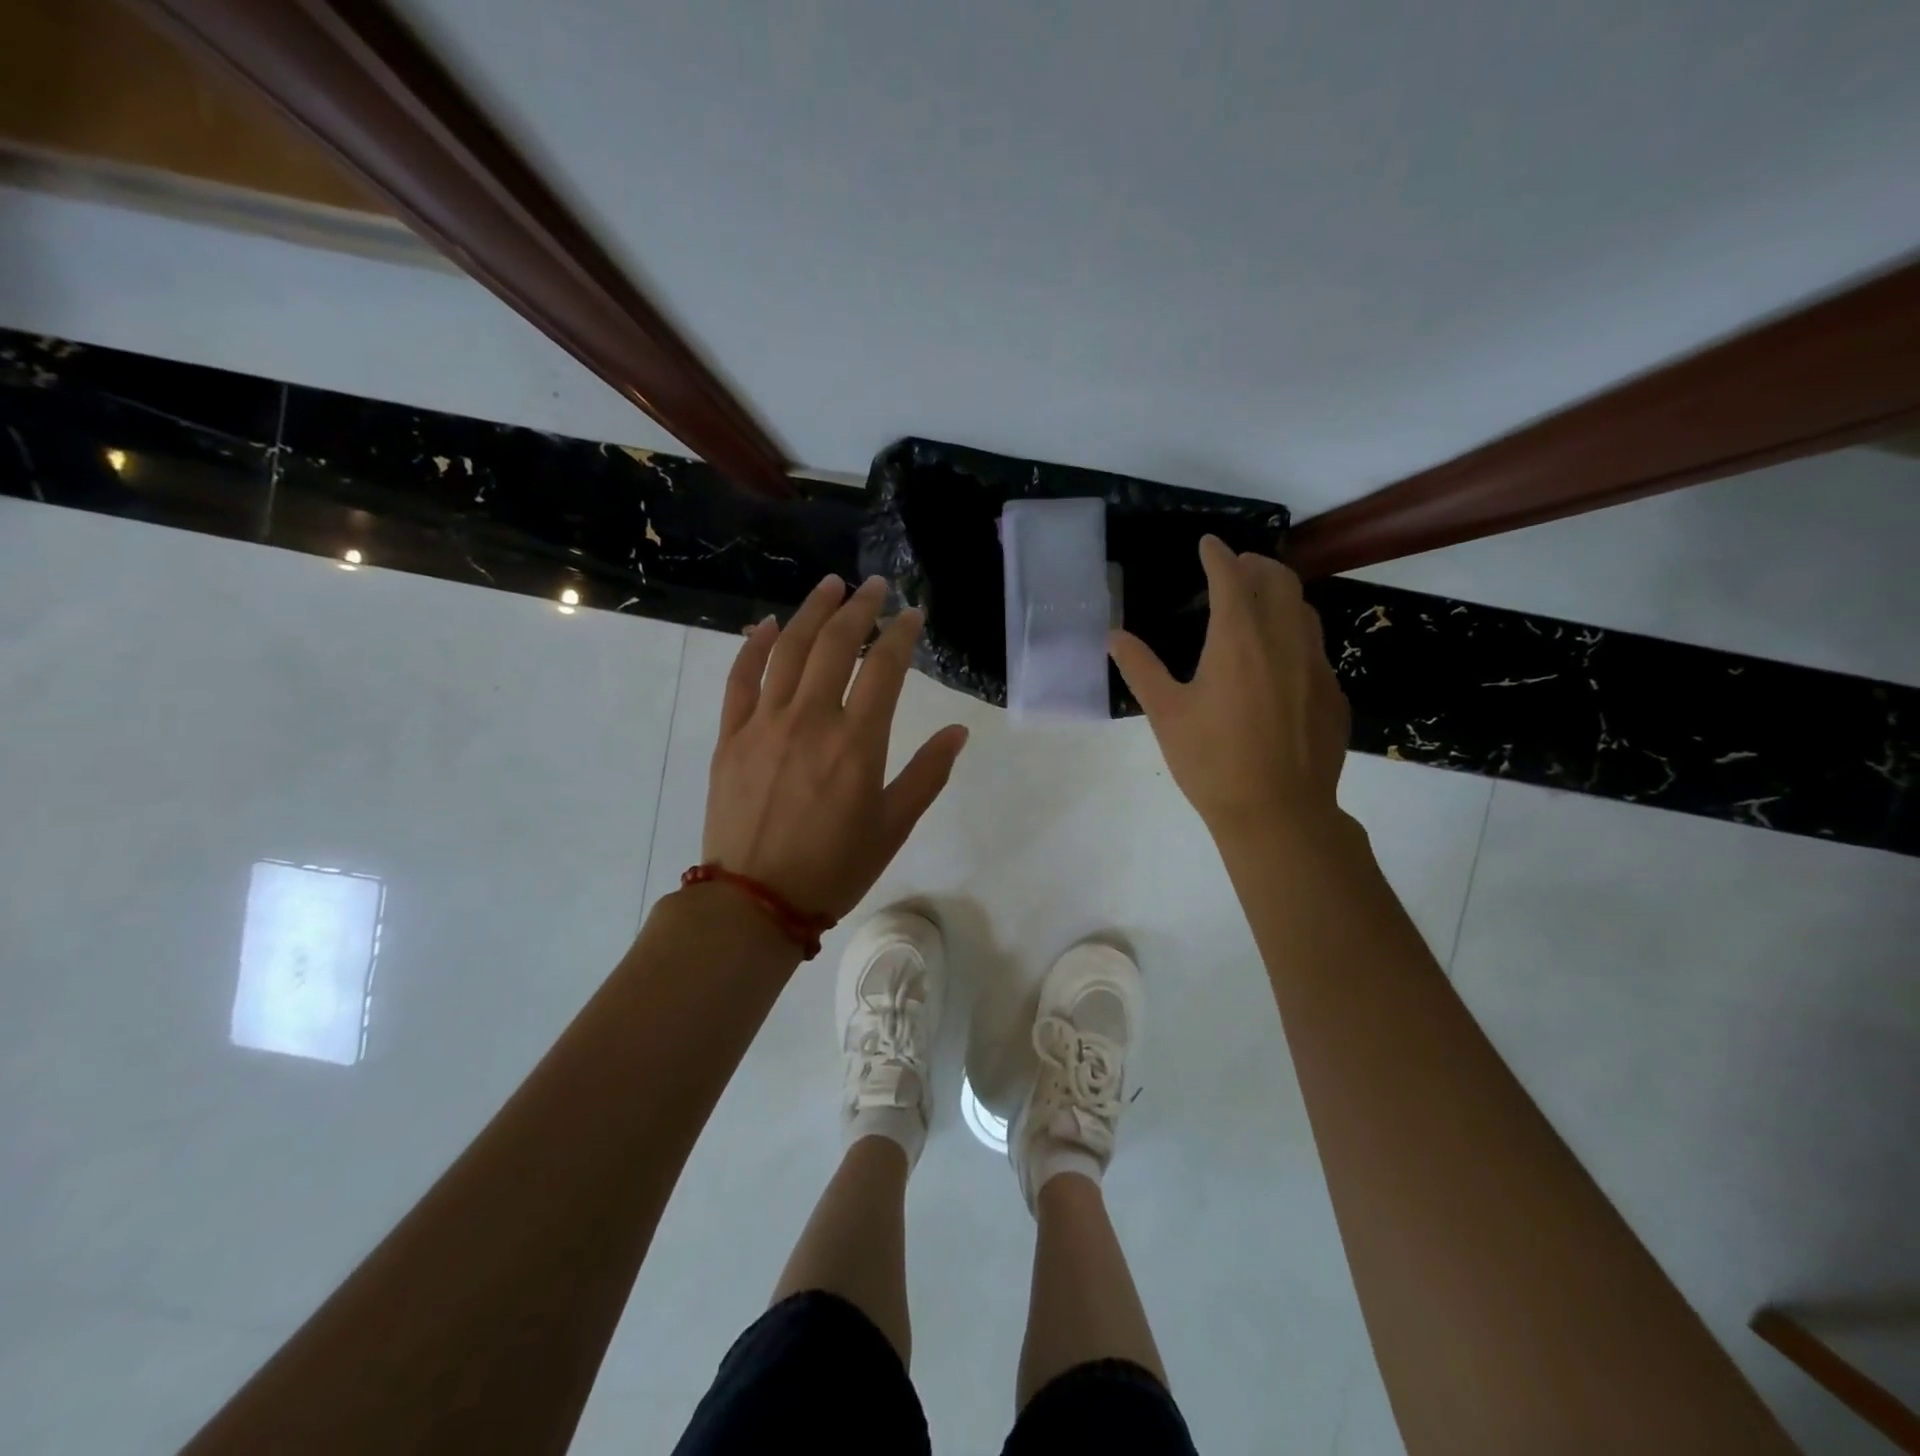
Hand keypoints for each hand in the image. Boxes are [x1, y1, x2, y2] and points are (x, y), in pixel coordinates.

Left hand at [702, 574, 969, 920]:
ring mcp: (764, 723)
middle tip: (873, 586)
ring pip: (789, 649)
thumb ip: (927, 774)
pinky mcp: (730, 735)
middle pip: (837, 645)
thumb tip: (958, 731)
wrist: (754, 902)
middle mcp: (811, 719)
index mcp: (857, 743)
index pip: (885, 668)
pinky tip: (768, 625)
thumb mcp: (893, 826)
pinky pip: (740, 677)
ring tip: (829, 586)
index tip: (913, 615)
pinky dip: (755, 645)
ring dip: (811, 611)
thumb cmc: (833, 868)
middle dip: (859, 608)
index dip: (902, 634)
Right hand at [1109, 536, 1349, 844]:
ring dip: (1280, 595)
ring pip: (1304, 609)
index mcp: (1238, 639)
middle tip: (1234, 569)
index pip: (1230, 577)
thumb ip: (1140, 668)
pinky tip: (1277, 662)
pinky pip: (1314, 646)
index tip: (1208, 543)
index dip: (1217, 555)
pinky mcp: (1332, 693)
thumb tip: (1114, 635)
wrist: (1278, 813)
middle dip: (1256, 565)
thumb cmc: (1212, 762)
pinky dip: (1294, 634)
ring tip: (1257, 606)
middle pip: (1278, 580)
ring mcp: (1315, 666)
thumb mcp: (1166, 714)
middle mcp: (1283, 640)